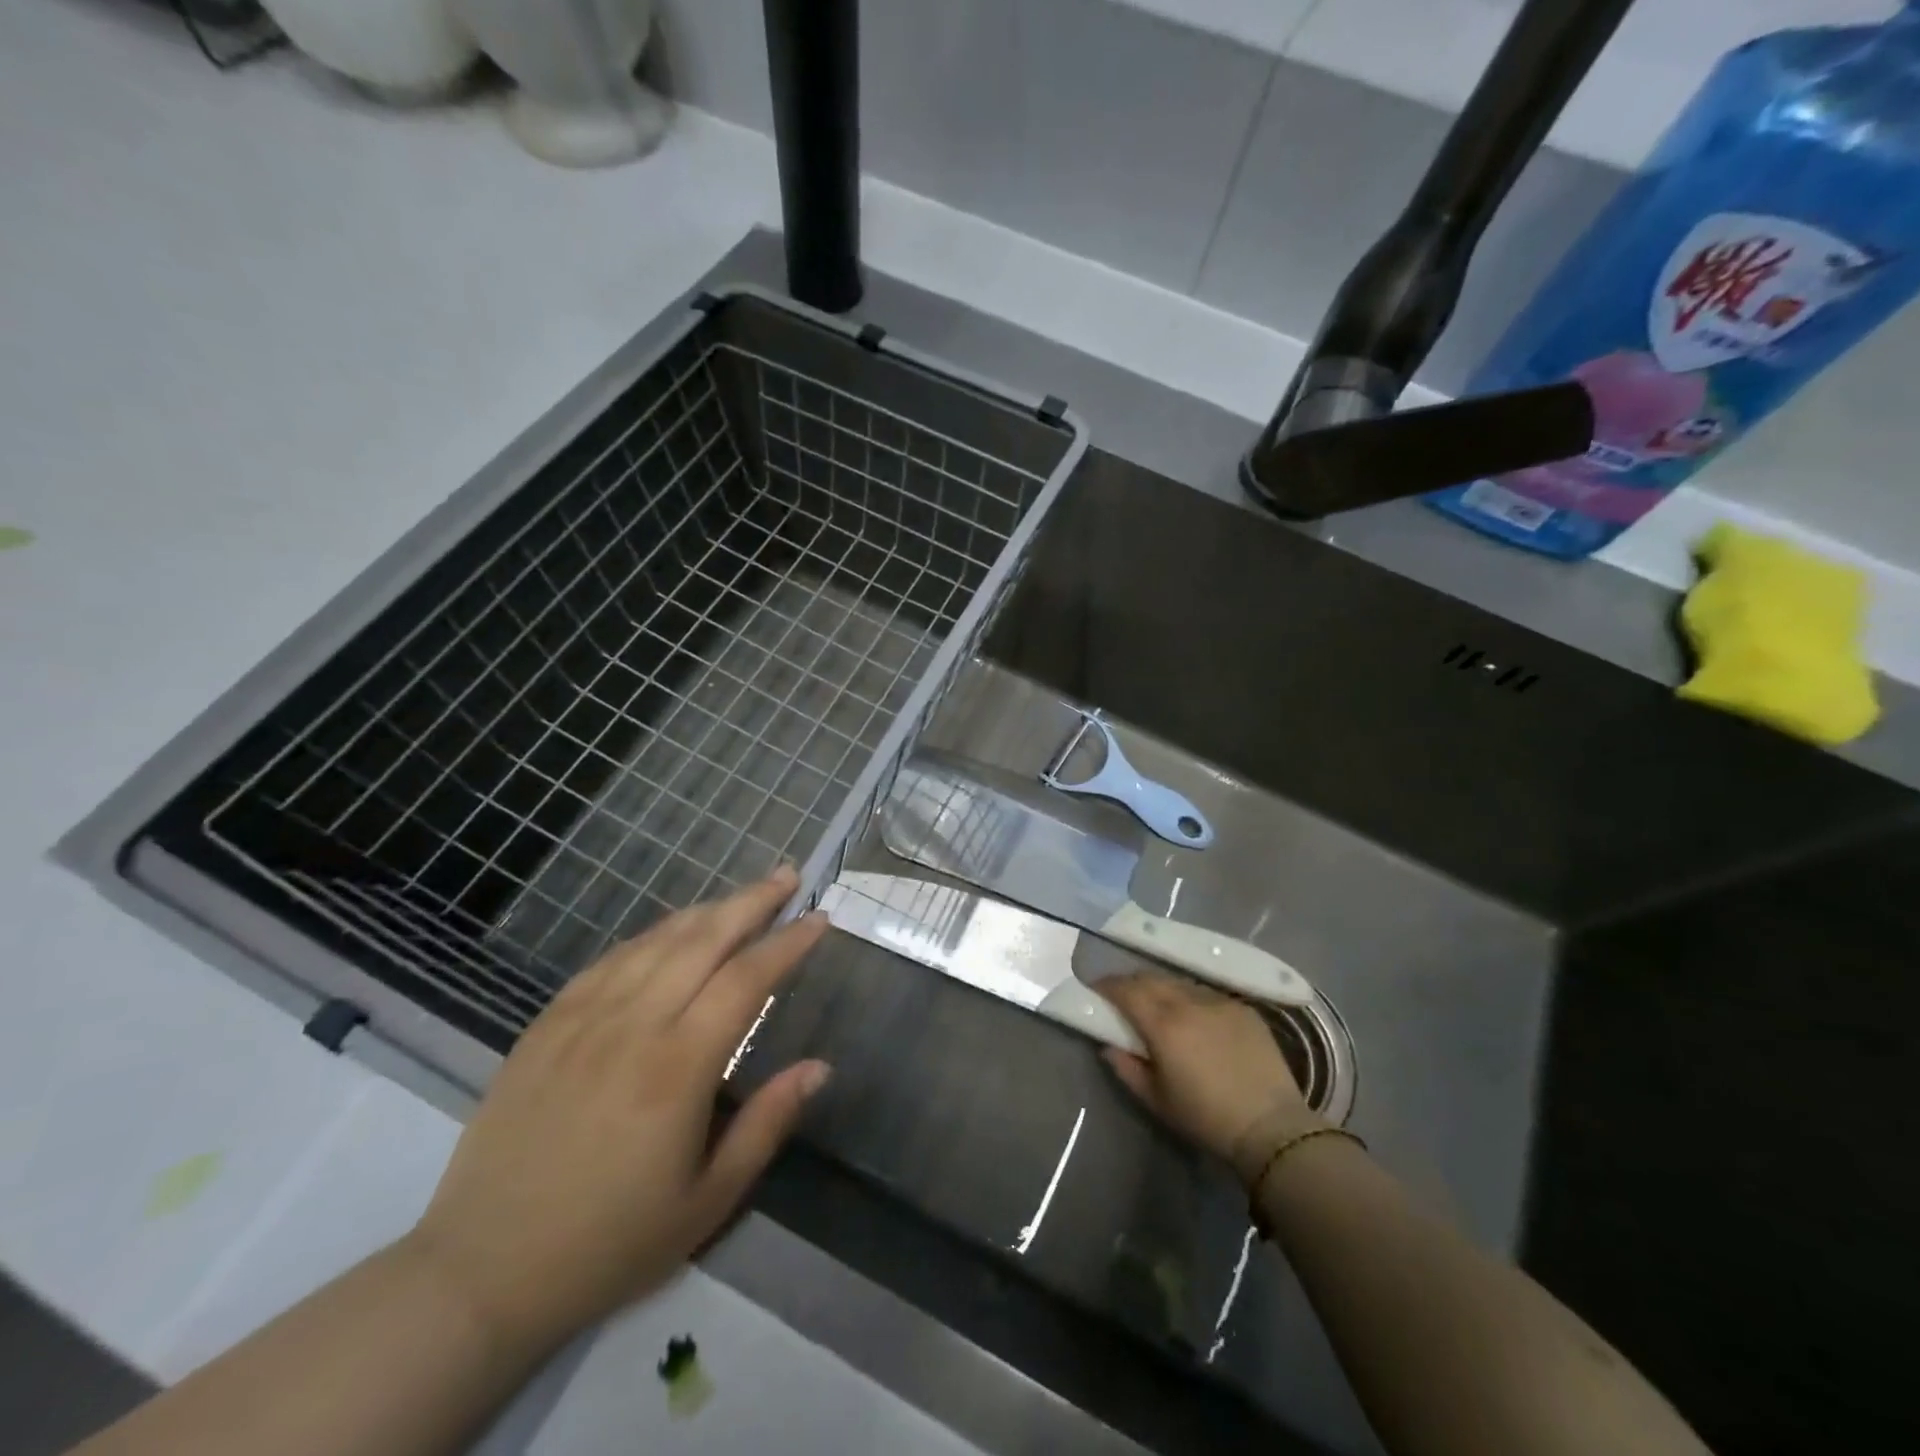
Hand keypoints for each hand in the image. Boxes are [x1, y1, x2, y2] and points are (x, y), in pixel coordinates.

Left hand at [404, 868, 829, 1352]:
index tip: (819, 918)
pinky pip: (610, 960)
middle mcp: (632, 1026)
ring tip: (743, 895)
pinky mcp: (547, 1025)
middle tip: (787, 876)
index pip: (747, 980)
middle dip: (752, 902)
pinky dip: (652, 935)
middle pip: (703, 940)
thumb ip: (767, 1123)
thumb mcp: (708, 1202)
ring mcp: (582, 1019)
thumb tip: (819, 1067)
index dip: (787, 943)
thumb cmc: (610, 1244)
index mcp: (678, 1068)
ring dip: (706, 910)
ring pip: (657, 941)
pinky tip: (671, 931)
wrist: (480, 1273)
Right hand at [1098, 973, 1320, 1185]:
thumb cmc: (1206, 1117)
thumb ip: (1127, 1068)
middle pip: (1150, 978)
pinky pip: (1206, 993)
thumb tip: (1109, 1046)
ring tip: (1157, 1005)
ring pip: (1179, 982)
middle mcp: (1189, 1002)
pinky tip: (1193, 1016)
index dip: (1106, 986)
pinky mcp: (1242, 1008)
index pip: (1126, 990)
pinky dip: (1190, 998)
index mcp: (1163, 1024)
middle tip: (1121, 997)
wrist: (1271, 1127)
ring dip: (1161, 988)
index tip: (1095, 990)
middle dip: (1130, 983)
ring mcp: (1219, 1001)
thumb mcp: (1157, 1100)